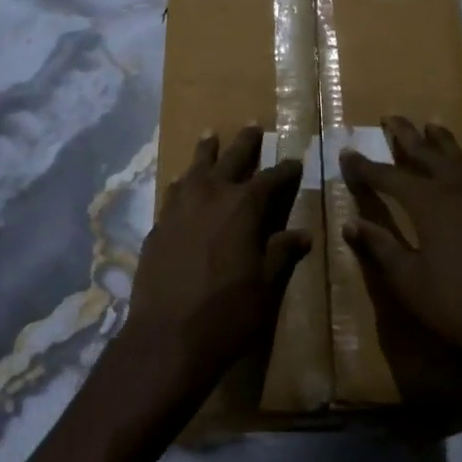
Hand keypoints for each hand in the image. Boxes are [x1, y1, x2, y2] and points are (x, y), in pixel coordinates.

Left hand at [120, 126, 309, 400]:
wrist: (168, 336)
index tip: (295, 160)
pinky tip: (183, 184)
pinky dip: (183, 183)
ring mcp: (179, 208)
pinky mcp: (158, 226)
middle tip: (253, 125)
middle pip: (231, 159)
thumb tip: (303, 234)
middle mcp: (210, 196)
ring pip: (195, 169)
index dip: (285, 169)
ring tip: (210, 135)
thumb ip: (281, 253)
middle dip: (245, 143)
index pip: (271, 179)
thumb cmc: (227, 313)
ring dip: (206, 152)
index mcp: (243, 207)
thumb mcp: (266, 286)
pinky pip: (173, 192)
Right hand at [340, 116, 461, 393]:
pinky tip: (461, 171)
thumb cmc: (457, 306)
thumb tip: (351, 223)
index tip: (346, 152)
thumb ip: (380, 247)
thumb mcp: (408, 281)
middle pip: (427, 154)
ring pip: (459, 160)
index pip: (389, 176)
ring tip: (430, 125)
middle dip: (405, 136)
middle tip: (390, 117)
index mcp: (429, 204)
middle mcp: (458, 191)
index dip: (365, 166)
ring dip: (441, 141)